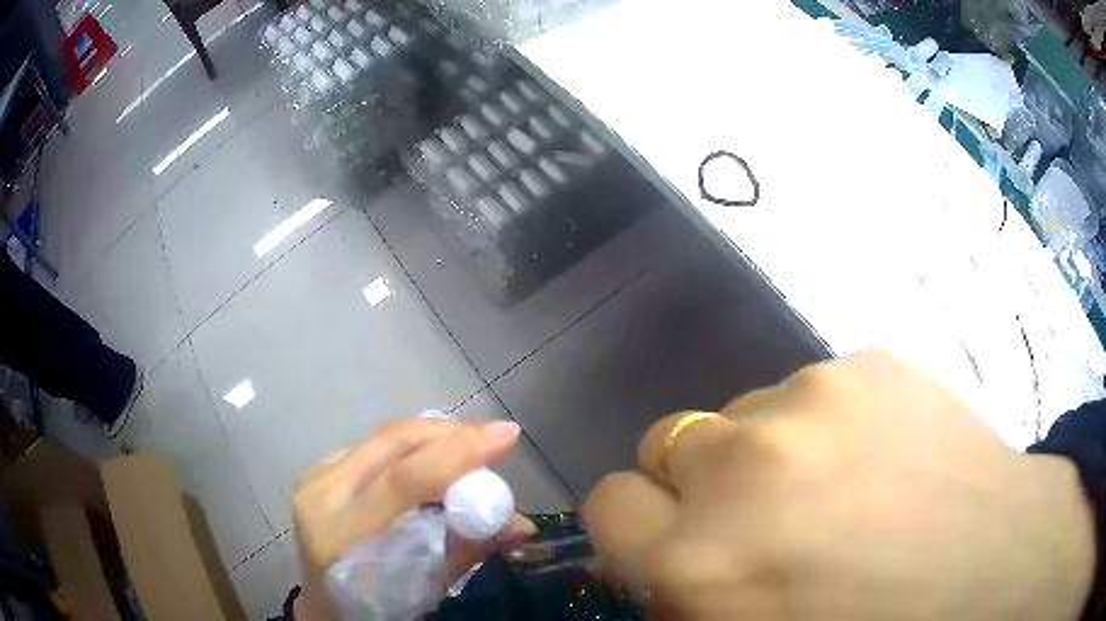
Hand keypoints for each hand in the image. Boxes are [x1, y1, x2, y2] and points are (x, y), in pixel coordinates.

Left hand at [291, 418, 535, 620]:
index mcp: (342, 534)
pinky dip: (412, 448)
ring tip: (469, 451)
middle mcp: (322, 493)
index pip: (404, 479)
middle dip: (452, 434)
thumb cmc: (374, 606)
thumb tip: (519, 522)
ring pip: (385, 436)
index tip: (505, 436)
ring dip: (434, 438)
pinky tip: (431, 461)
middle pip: (393, 441)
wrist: (323, 602)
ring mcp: (314, 475)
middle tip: (494, 439)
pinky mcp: (318, 468)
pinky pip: (374, 446)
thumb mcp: (423, 588)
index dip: (459, 453)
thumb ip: (466, 547)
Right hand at [584, 348, 1094, 619]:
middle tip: (766, 514)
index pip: (608, 502)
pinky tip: (885, 454)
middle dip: (701, 483)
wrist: (996, 563)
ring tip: (842, 486)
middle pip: (671, 442)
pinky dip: (830, 421)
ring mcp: (815, 397)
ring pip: (747, 411)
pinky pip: (815, 388)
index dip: (634, 521)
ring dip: (771, 449)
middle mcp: (743, 466)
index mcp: (700, 562)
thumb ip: (687, 599)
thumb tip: (665, 562)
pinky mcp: (870, 360)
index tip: (672, 533)